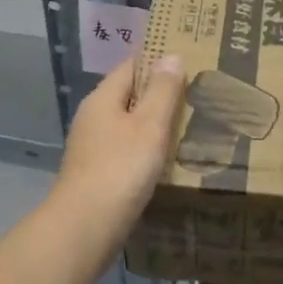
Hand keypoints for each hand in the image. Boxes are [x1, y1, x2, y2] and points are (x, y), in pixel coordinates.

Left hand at [52, 54, 185, 232]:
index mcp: (102, 99)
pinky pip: (127, 151)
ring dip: (155, 124)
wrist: (85, 228)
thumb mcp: (149, 125)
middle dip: (160, 94)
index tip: (189, 60)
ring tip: (190, 125)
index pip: (131, 66)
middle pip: (130, 95)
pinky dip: (147, 150)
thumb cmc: (120, 169)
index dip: (158, 60)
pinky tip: (168, 160)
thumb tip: (170, 55)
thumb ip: (162, 91)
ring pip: (129, 125)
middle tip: (198, 94)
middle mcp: (93, 118)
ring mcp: (93, 148)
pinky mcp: (98, 174)